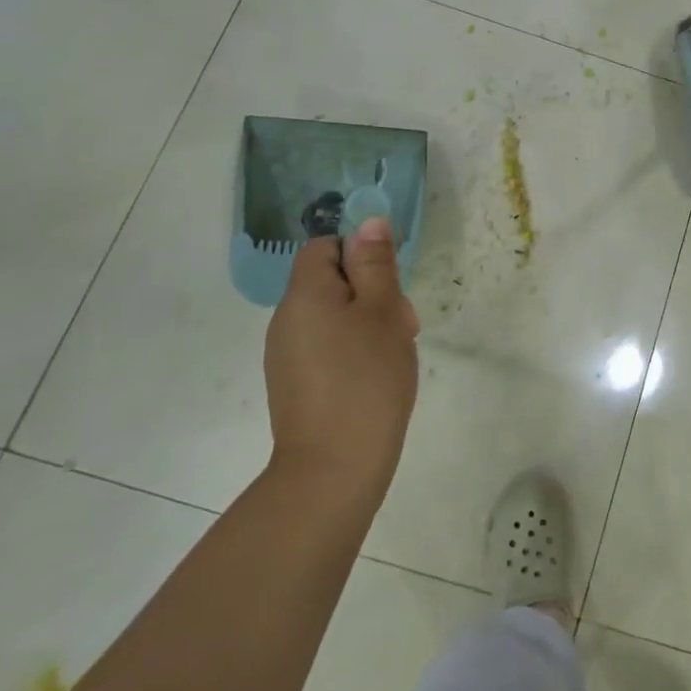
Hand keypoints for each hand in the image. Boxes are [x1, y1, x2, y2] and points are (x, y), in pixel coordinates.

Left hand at [264, 217, 419, 483]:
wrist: (334, 468)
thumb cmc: (366, 379)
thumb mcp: (384, 312)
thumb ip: (376, 264)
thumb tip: (369, 222)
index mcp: (304, 294)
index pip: (325, 247)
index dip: (360, 255)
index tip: (391, 284)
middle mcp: (286, 319)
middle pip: (329, 281)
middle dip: (372, 292)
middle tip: (404, 324)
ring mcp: (286, 354)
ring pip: (332, 315)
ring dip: (366, 322)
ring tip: (394, 353)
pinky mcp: (294, 383)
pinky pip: (326, 346)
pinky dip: (352, 350)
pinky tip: (375, 376)